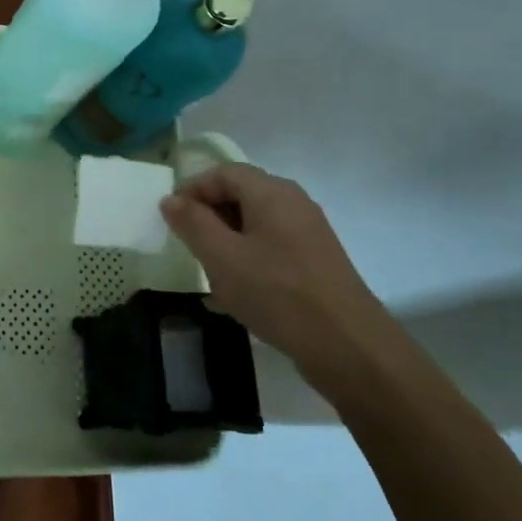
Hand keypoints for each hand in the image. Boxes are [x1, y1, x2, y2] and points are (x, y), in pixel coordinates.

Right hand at [160, 163, 393, 392]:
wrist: (350, 348)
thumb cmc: (278, 293)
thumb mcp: (222, 258)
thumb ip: (192, 223)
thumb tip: (171, 199)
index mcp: (270, 191)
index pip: (221, 173)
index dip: (191, 190)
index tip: (172, 221)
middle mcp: (292, 202)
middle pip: (240, 194)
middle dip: (209, 216)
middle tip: (189, 247)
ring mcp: (309, 232)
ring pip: (255, 223)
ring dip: (227, 241)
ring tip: (212, 273)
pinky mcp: (317, 260)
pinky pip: (272, 246)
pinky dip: (249, 258)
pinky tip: (240, 292)